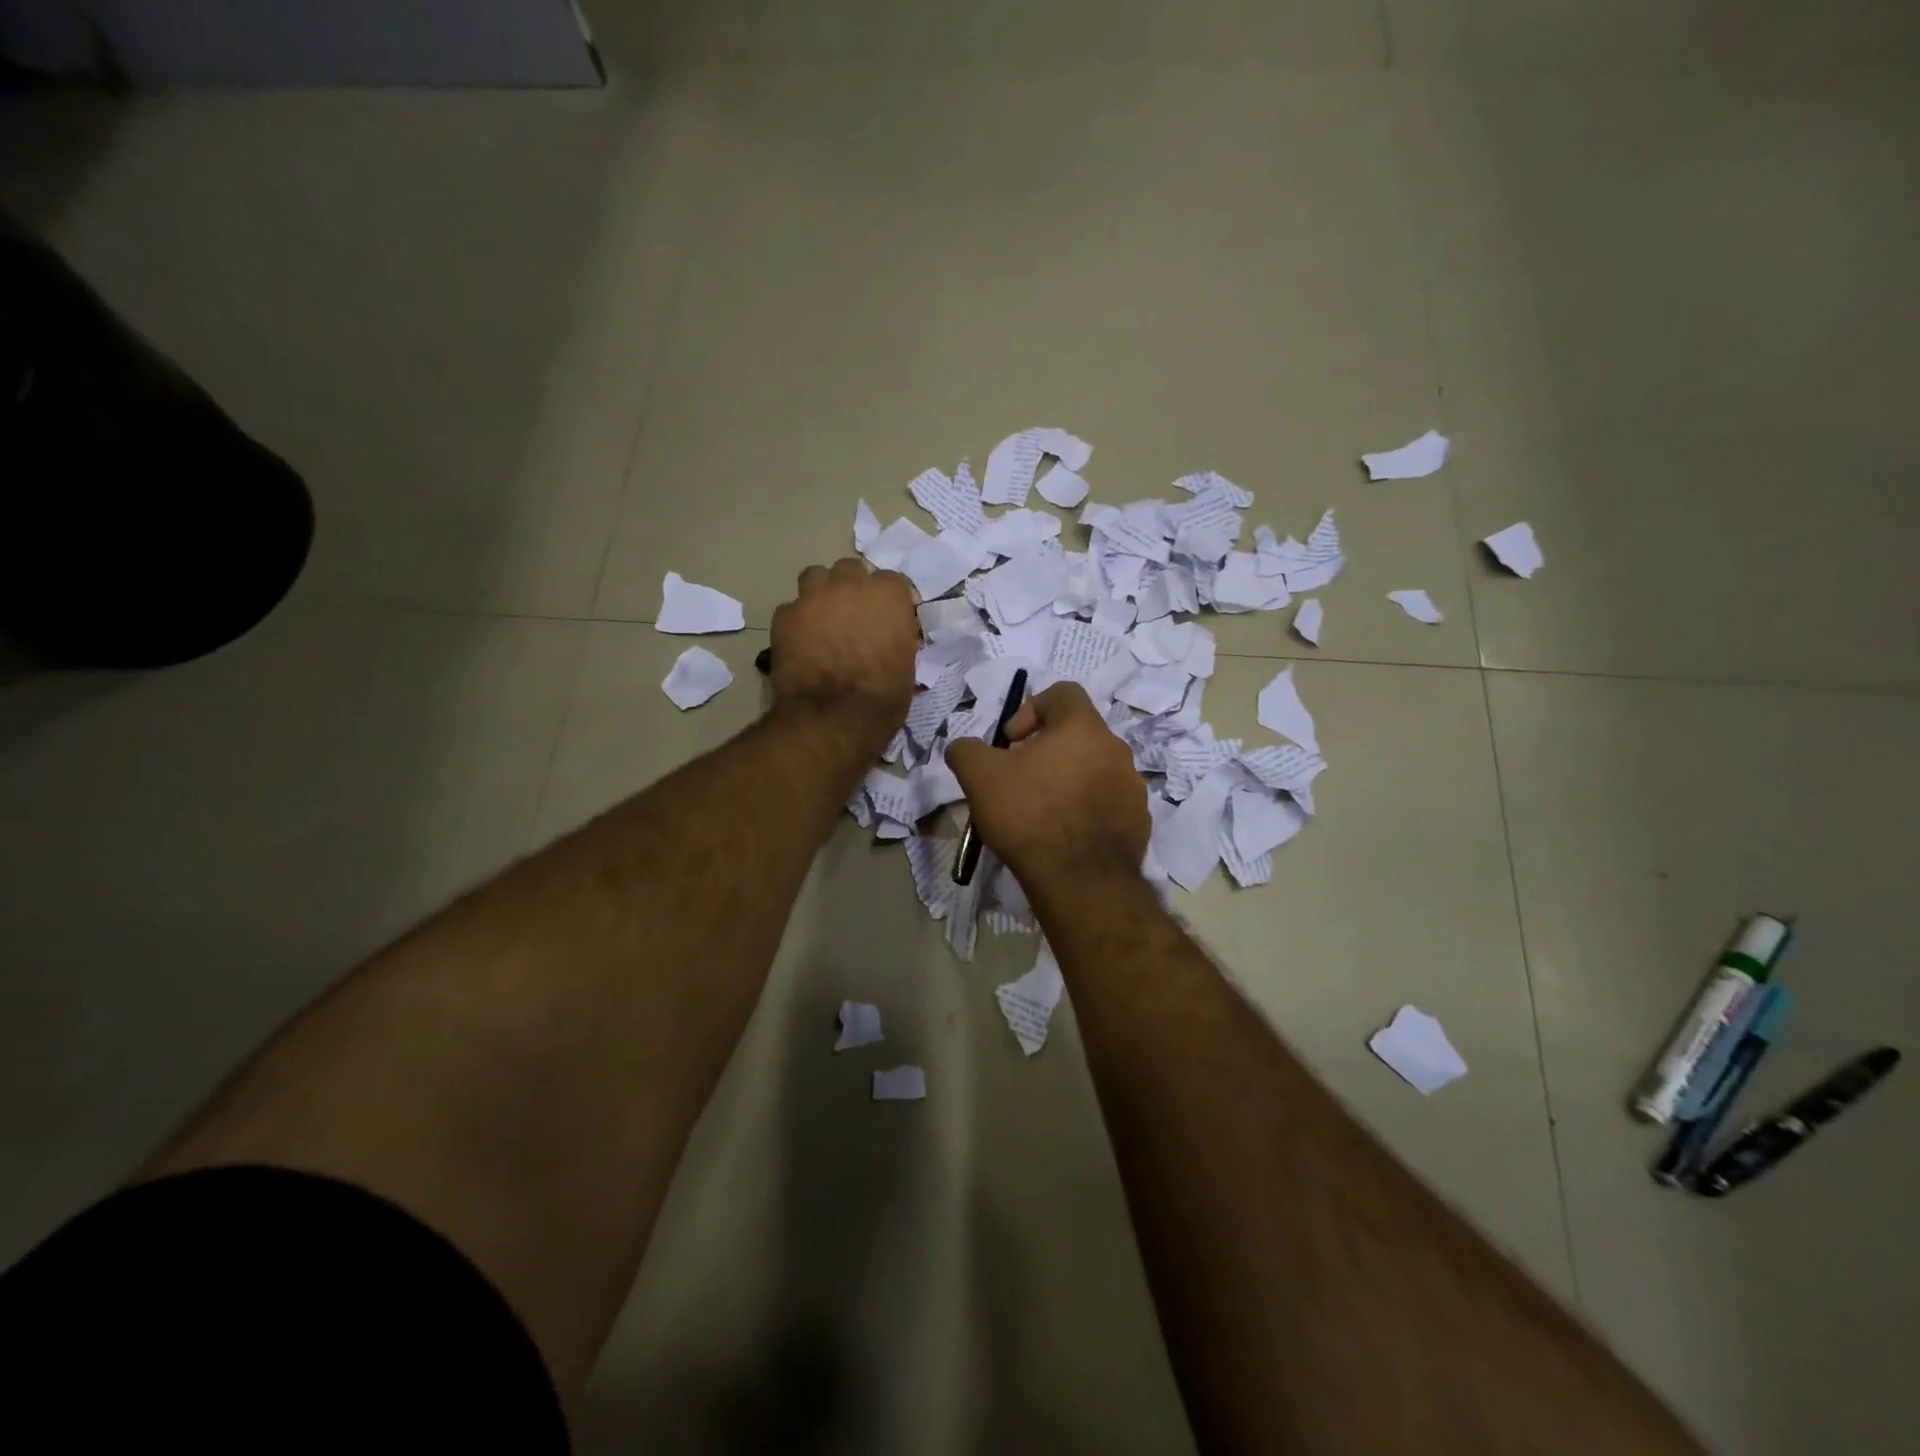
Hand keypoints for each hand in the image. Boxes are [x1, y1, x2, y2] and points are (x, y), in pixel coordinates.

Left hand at [770, 558, 917, 749]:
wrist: (832, 718)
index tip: (887, 619)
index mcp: (888, 596)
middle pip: (850, 570)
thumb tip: (892, 639)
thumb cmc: (881, 698)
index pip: (892, 582)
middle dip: (852, 588)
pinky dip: (797, 621)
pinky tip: (800, 642)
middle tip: (852, 616)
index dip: (888, 601)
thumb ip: (898, 640)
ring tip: (822, 619)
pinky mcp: (784, 615)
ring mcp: (814, 597)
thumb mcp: (906, 667)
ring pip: (816, 576)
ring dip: (821, 593)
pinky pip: (791, 608)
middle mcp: (851, 585)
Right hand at [946, 682, 1148, 892]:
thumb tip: (965, 748)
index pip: (1063, 693)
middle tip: (1021, 778)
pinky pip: (1108, 802)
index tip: (1011, 742)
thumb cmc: (1029, 815)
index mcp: (1083, 727)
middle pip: (1078, 734)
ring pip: (1094, 769)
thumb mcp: (979, 776)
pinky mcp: (1138, 820)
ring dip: (1068, 779)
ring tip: (1041, 810)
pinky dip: (1086, 808)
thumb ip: (966, 750)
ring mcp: (1133, 786)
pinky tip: (1064, 834)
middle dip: (1046, 750)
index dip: (1031, 709)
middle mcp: (1116, 749)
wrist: (1080, 881)